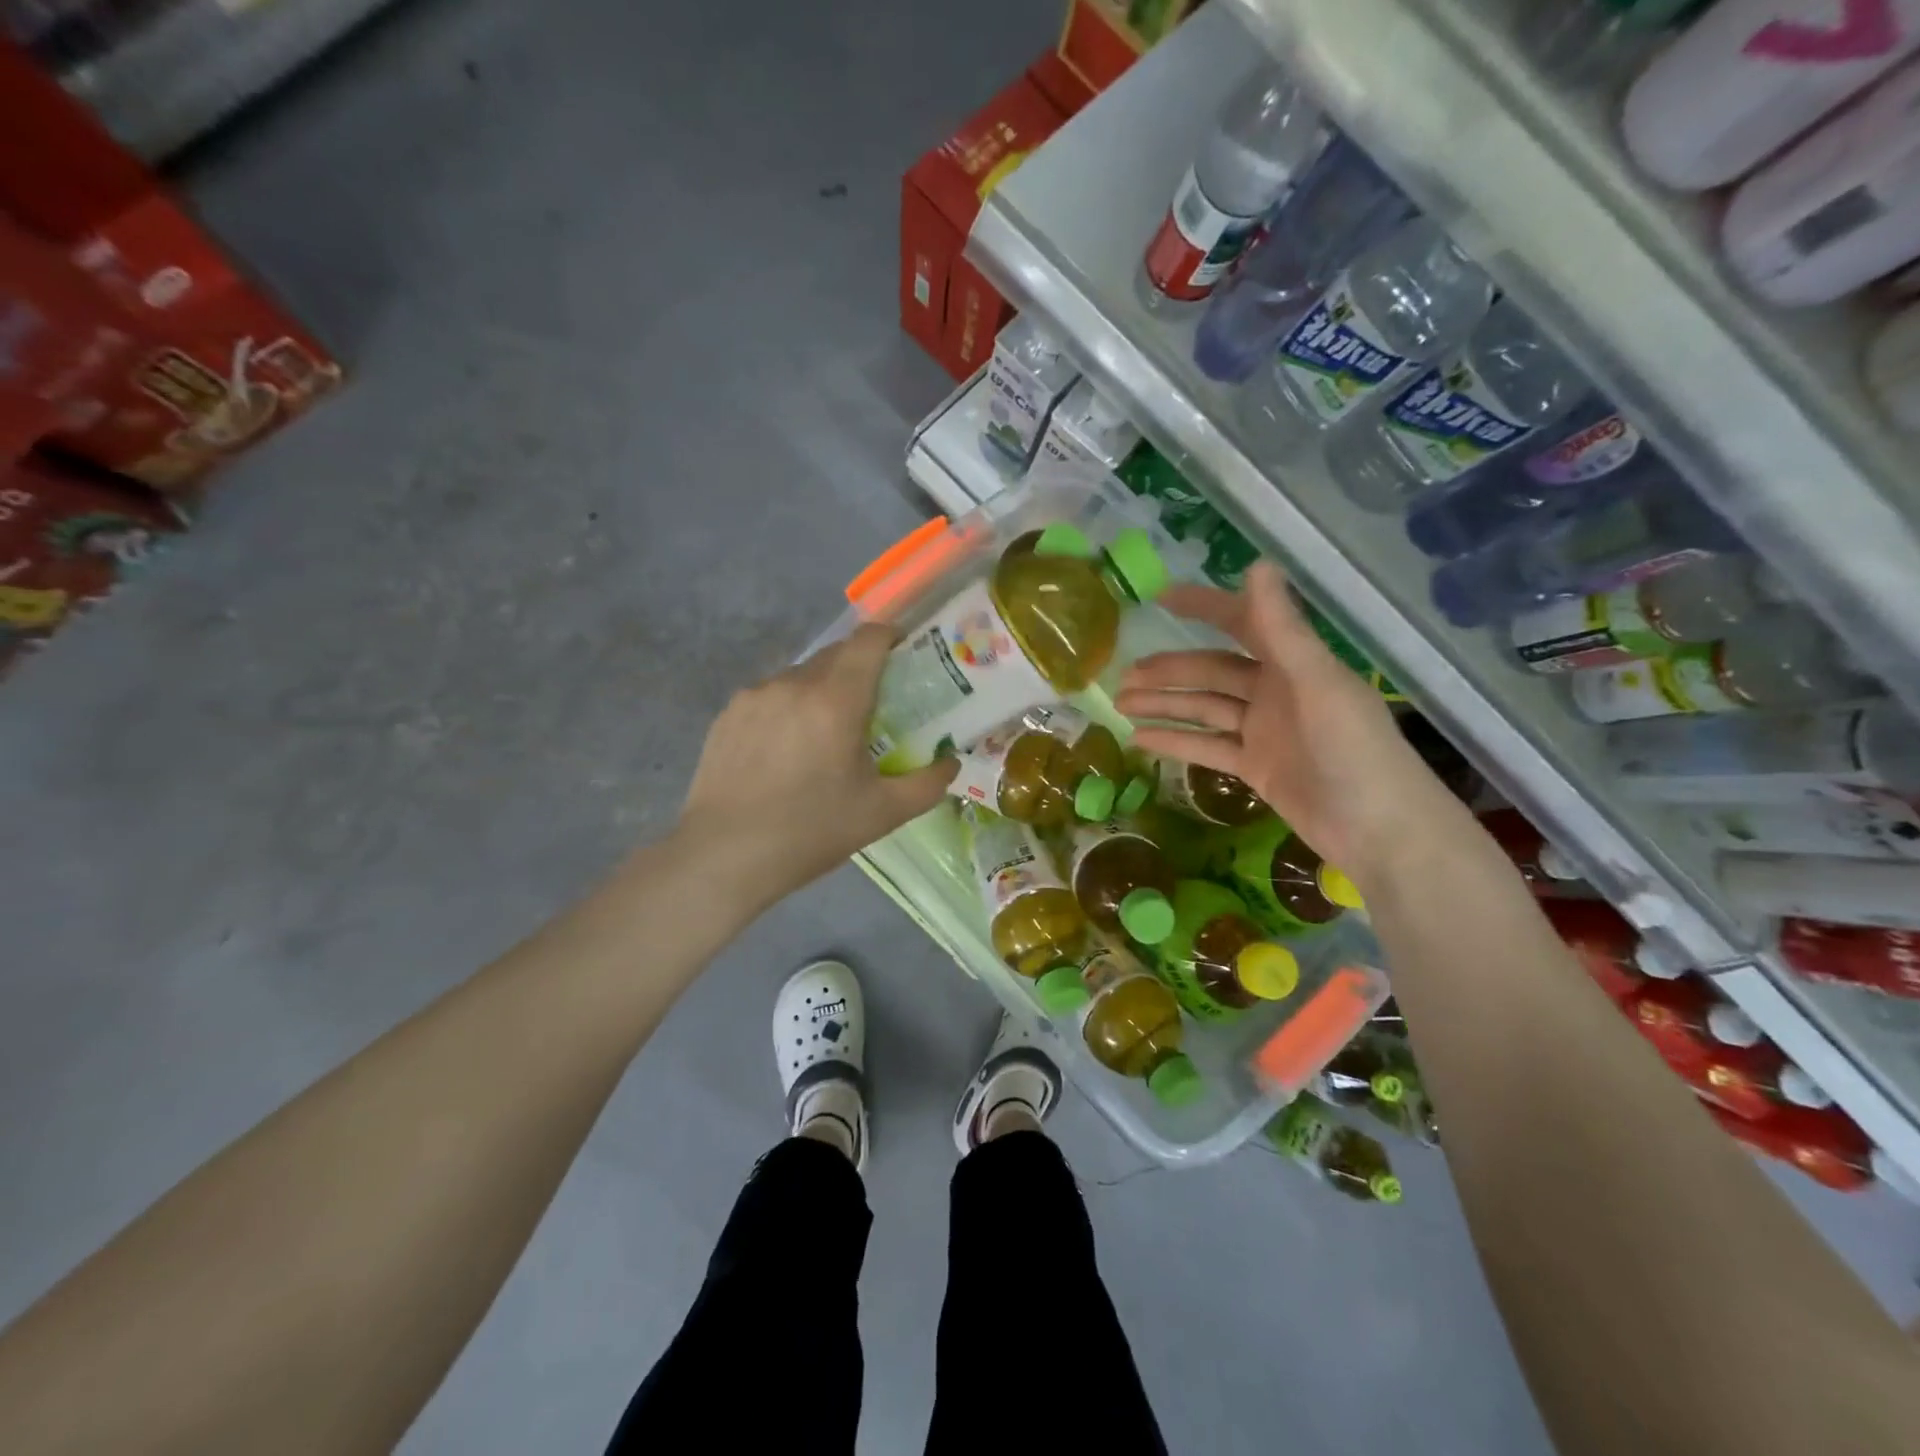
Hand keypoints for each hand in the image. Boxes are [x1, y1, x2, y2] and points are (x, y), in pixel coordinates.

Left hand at [678, 623, 956, 900]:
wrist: (723, 856)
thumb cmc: (810, 832)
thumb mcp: (882, 814)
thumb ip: (927, 784)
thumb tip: (951, 763)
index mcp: (835, 700)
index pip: (868, 640)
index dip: (891, 637)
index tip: (906, 655)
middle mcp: (793, 684)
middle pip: (836, 654)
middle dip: (860, 668)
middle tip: (875, 704)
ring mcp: (755, 696)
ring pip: (801, 675)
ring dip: (822, 689)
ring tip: (826, 733)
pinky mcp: (728, 714)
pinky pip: (770, 695)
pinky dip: (789, 707)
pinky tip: (786, 749)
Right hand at [1115, 561, 1468, 888]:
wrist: (1380, 831)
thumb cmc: (1356, 750)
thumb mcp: (1318, 684)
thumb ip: (1282, 629)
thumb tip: (1257, 563)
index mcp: (1294, 663)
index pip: (1241, 623)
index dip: (1204, 608)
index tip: (1160, 599)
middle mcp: (1275, 691)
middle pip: (1211, 672)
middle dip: (1168, 671)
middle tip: (1123, 675)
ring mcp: (1263, 731)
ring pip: (1203, 709)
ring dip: (1164, 705)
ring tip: (1120, 704)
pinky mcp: (1255, 767)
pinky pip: (1207, 747)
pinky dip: (1175, 742)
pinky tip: (1140, 739)